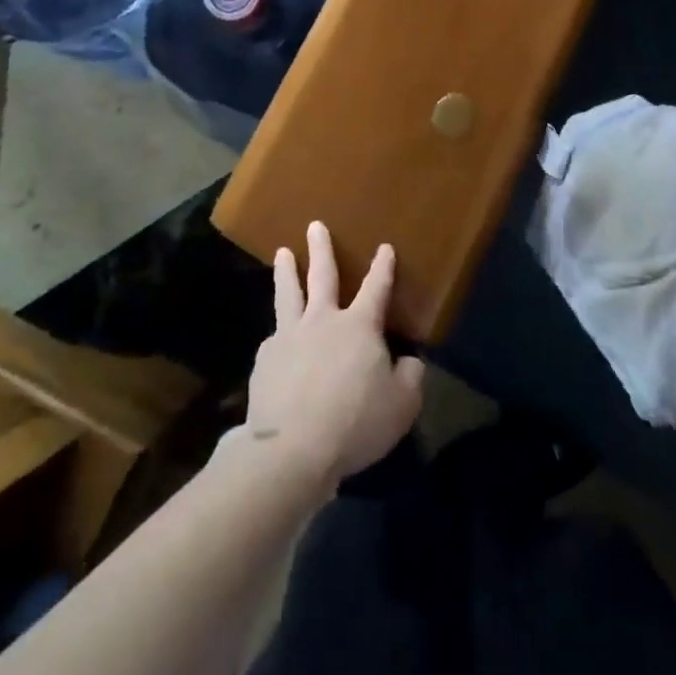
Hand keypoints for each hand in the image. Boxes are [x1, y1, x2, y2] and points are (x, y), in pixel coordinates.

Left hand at [244, 221, 425, 488]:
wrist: (292, 449)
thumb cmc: (355, 422)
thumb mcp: (401, 405)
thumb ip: (410, 378)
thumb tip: (409, 361)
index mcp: (359, 326)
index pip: (376, 288)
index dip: (383, 268)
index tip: (385, 247)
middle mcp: (323, 320)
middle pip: (323, 276)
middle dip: (321, 249)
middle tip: (315, 225)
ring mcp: (289, 336)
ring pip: (289, 294)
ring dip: (286, 271)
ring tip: (282, 253)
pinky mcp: (265, 360)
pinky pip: (273, 339)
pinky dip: (277, 334)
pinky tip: (274, 340)